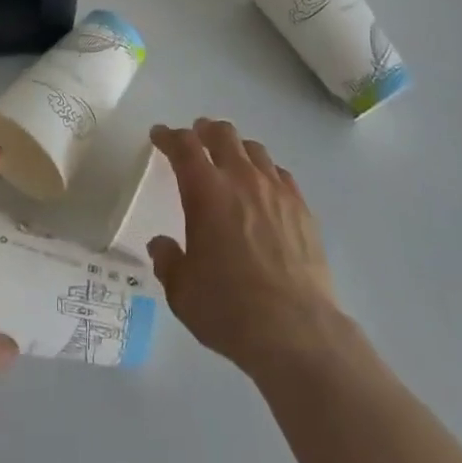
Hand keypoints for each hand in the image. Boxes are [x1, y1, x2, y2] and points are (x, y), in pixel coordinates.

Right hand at [148, 118, 344, 373]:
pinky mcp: (302, 208)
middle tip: (196, 137)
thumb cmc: (230, 309)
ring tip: (230, 159)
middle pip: (223, 134)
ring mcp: (276, 190)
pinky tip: (264, 188)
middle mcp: (241, 179)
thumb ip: (168, 261)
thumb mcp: (182, 292)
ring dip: (236, 148)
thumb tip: (161, 245)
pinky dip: (265, 171)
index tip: (159, 135)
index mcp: (206, 191)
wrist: (297, 332)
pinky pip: (280, 174)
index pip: (183, 146)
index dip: (168, 136)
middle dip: (205, 130)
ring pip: (254, 149)